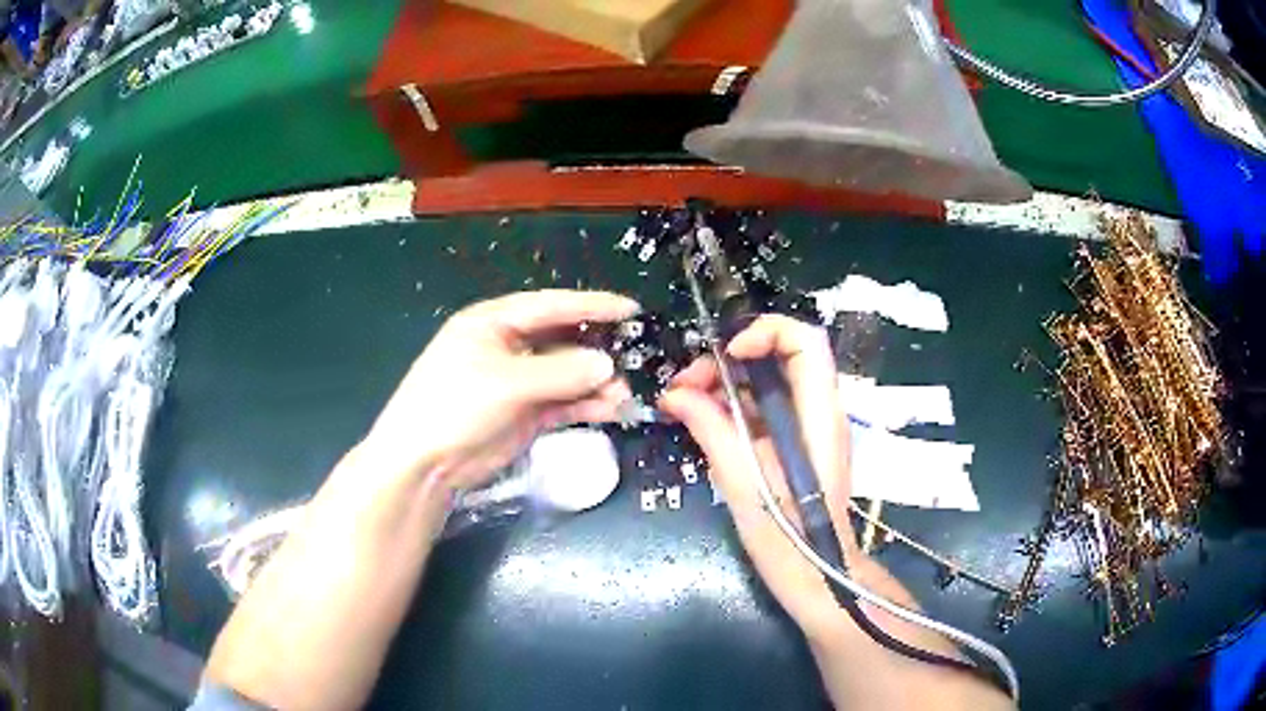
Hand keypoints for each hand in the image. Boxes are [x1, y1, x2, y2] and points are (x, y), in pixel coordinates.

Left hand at [359, 290, 639, 493]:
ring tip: (625, 392)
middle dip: (597, 347)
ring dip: (595, 383)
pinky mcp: (526, 414)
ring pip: (567, 375)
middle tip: (635, 352)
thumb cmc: (453, 406)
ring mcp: (518, 383)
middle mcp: (508, 347)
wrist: (424, 464)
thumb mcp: (505, 383)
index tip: (631, 308)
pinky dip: (586, 405)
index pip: (550, 306)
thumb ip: (560, 373)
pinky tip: (611, 409)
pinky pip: (564, 403)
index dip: (591, 305)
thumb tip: (608, 365)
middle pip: (562, 340)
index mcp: (493, 323)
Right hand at [659, 315, 867, 634]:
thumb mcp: (743, 485)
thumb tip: (676, 394)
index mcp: (818, 415)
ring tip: (685, 402)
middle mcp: (819, 411)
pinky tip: (702, 421)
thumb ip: (713, 431)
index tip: (725, 357)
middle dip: (729, 359)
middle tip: (687, 385)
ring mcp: (809, 426)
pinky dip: (732, 405)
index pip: (804, 340)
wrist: (818, 575)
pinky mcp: (796, 443)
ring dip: (726, 382)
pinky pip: (764, 406)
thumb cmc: (788, 538)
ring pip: (768, 379)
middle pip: (780, 353)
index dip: (764, 333)